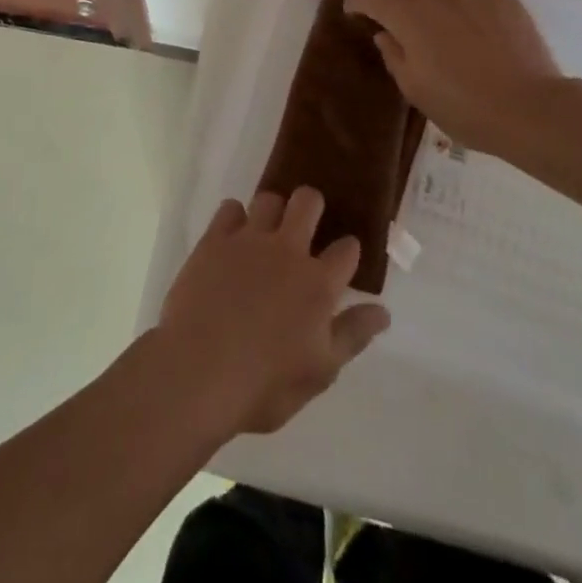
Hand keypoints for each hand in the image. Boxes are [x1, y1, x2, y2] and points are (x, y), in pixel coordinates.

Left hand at [156, 188, 390, 437]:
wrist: (198, 371)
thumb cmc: (264, 384)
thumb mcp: (320, 372)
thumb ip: (353, 335)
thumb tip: (383, 311)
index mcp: (318, 284)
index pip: (347, 250)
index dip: (348, 251)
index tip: (342, 259)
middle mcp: (287, 250)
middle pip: (308, 202)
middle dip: (313, 206)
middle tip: (306, 227)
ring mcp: (249, 240)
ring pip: (269, 198)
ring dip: (273, 210)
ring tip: (268, 232)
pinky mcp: (214, 239)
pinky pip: (230, 208)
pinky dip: (235, 218)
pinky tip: (233, 238)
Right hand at [346, 0, 570, 157]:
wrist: (530, 108)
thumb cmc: (463, 106)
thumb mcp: (414, 88)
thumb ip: (393, 54)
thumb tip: (387, 33)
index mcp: (408, 14)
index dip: (356, 0)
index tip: (355, 11)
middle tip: (397, 4)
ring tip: (433, 8)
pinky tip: (471, 27)